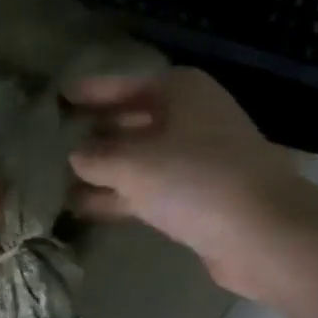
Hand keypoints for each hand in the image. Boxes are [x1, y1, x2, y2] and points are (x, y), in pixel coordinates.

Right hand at [67, 69, 312, 301]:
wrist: (263, 233)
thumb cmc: (194, 179)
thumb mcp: (131, 163)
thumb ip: (95, 157)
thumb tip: (76, 156)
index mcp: (181, 92)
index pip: (125, 84)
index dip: (92, 91)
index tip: (60, 96)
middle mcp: (190, 119)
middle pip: (133, 121)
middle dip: (96, 134)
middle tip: (54, 140)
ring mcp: (197, 161)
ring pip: (139, 160)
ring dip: (103, 171)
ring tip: (58, 179)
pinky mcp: (199, 199)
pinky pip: (149, 191)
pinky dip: (120, 196)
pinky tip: (84, 207)